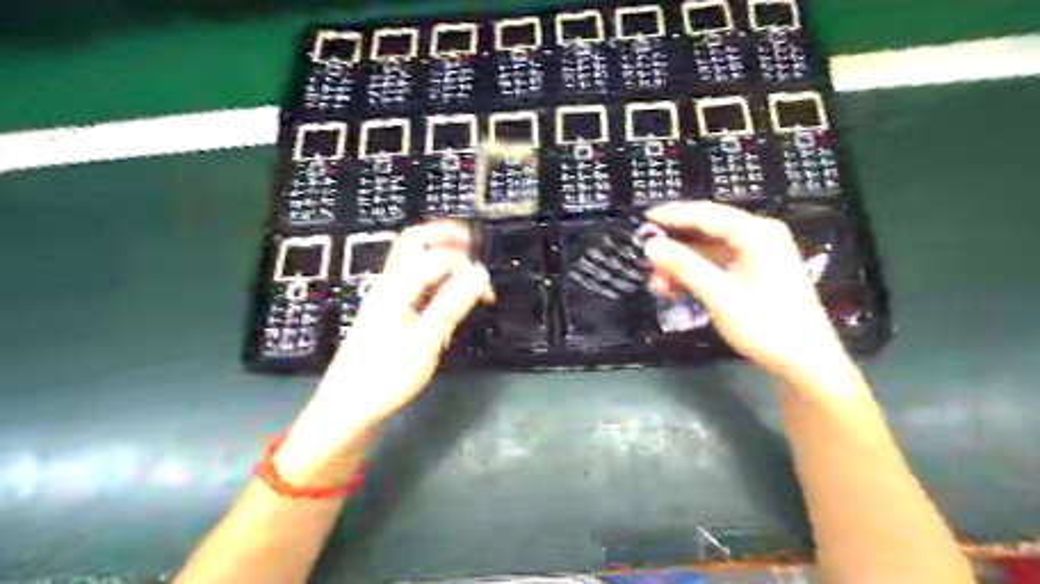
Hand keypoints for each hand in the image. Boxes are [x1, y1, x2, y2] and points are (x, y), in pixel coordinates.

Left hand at [311, 222, 491, 428]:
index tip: (487, 290)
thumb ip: (451, 305)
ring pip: (413, 259)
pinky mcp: (389, 312)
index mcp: (396, 289)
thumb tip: (479, 275)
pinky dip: (435, 274)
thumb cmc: (384, 378)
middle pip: (414, 241)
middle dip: (445, 235)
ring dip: (440, 253)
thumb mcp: (423, 343)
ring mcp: (387, 297)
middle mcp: (389, 285)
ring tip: (466, 262)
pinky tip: (448, 289)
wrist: (347, 407)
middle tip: (472, 242)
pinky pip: (414, 279)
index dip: (466, 266)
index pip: (435, 258)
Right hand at [643, 201, 851, 382]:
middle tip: (648, 262)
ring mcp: (757, 255)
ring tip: (659, 285)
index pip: (707, 214)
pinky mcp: (754, 272)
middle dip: (675, 248)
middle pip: (707, 231)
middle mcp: (758, 236)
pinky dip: (696, 274)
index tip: (644, 219)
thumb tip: (651, 246)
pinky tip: (677, 289)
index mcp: (756, 233)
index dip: (673, 215)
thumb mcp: (719, 295)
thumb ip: (683, 266)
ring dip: (682, 265)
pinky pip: (717, 264)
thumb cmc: (765, 325)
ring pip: (709, 250)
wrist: (805, 362)